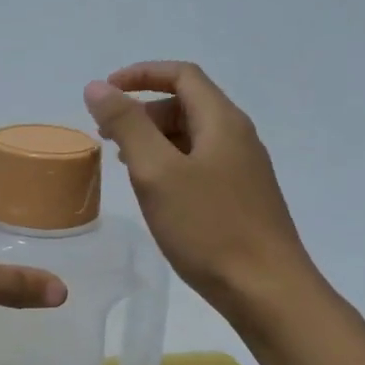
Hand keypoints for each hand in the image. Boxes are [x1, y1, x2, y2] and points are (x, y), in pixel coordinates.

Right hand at [84, 61, 306, 316]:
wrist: (266, 289)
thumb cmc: (209, 228)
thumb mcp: (157, 172)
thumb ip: (128, 125)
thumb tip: (98, 87)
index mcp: (222, 122)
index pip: (182, 76)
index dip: (141, 75)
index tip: (105, 91)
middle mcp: (238, 137)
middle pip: (187, 104)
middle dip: (143, 110)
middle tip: (107, 134)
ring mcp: (243, 169)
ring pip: (193, 136)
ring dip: (155, 138)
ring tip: (122, 161)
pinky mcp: (241, 197)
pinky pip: (200, 164)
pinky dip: (170, 163)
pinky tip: (154, 191)